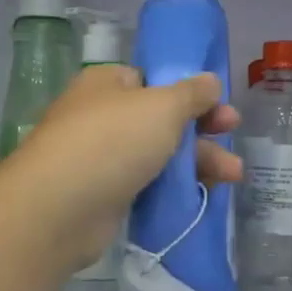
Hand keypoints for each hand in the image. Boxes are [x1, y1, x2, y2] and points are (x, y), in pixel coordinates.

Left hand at [8, 64, 240, 270]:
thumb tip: (210, 80)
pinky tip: (203, 194)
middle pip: (161, 118)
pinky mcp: (104, 194)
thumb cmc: (112, 141)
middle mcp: (102, 115)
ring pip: (158, 154)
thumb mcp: (162, 107)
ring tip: (233, 175)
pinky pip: (147, 184)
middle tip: (233, 134)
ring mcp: (100, 157)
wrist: (58, 210)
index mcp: (108, 84)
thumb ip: (192, 93)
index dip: (189, 91)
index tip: (218, 105)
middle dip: (202, 129)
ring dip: (197, 161)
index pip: (153, 80)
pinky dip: (174, 187)